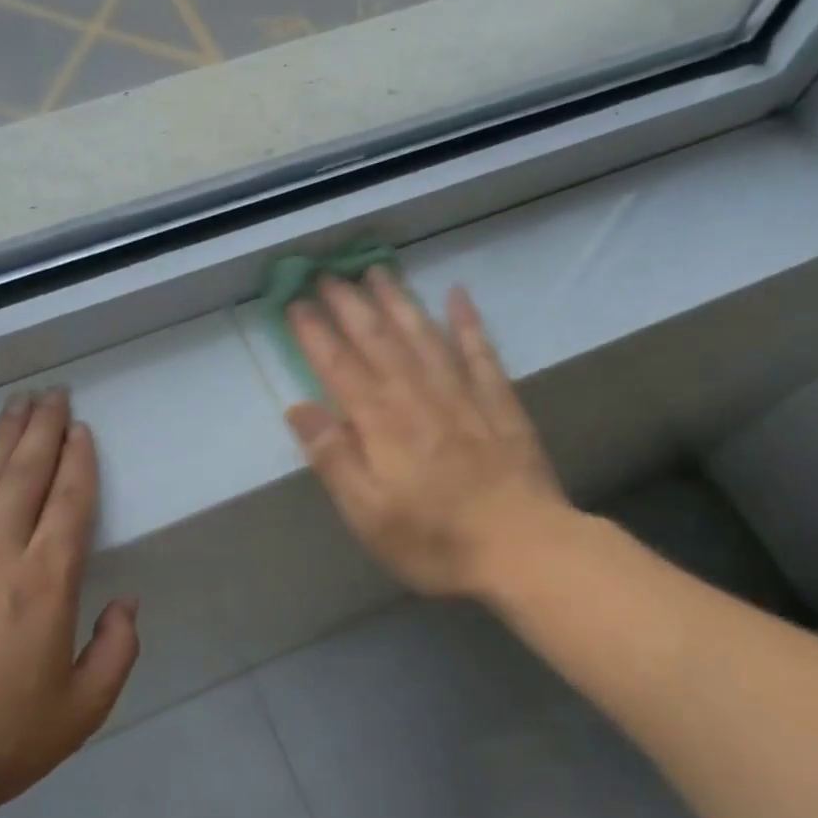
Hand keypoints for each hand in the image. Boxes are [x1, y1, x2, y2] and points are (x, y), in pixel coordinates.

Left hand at [0, 390, 139, 817]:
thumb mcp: (82, 711)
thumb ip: (116, 651)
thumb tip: (125, 603)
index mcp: (45, 585)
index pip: (69, 504)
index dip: (79, 461)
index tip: (82, 428)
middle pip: (24, 476)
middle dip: (42, 429)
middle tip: (53, 392)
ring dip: (2, 438)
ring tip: (17, 404)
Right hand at [286, 271, 571, 598]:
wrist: (524, 548)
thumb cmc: (434, 539)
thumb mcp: (367, 513)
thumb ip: (333, 457)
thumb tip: (297, 407)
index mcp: (381, 422)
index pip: (339, 367)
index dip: (314, 333)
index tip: (294, 303)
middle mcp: (418, 395)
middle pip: (378, 340)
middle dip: (350, 305)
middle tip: (328, 274)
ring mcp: (462, 394)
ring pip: (423, 335)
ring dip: (398, 300)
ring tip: (378, 270)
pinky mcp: (499, 403)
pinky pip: (481, 351)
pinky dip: (468, 321)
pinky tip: (458, 294)